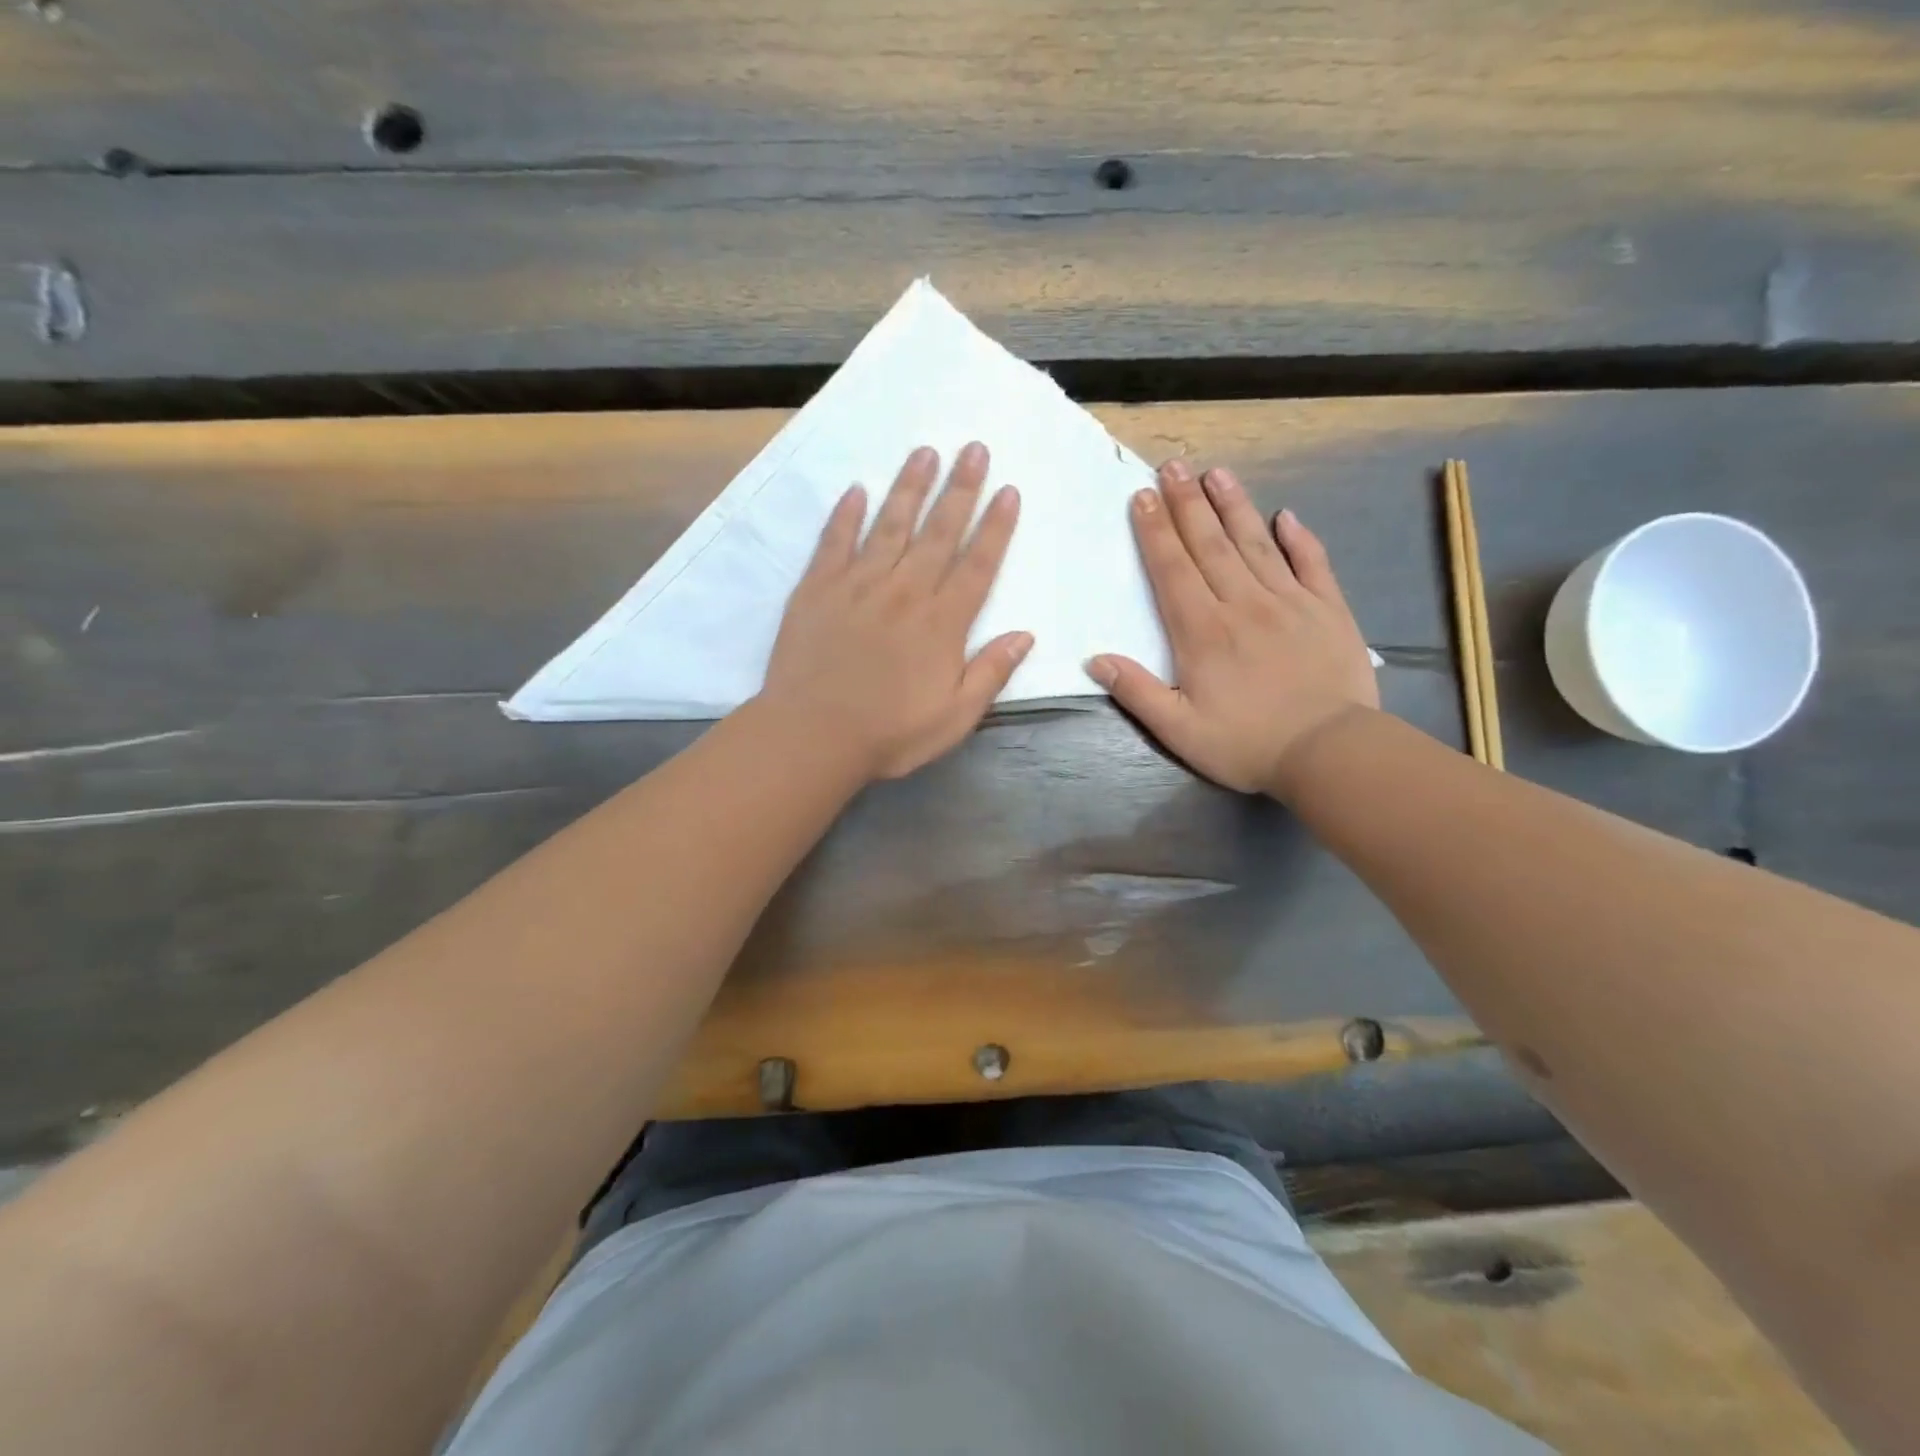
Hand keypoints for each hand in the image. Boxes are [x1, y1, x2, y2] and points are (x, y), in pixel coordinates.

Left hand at [761, 442, 1030, 780]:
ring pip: (890, 525)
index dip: (996, 526)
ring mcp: (858, 585)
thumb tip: (1024, 636)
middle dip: (960, 488)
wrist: (813, 735)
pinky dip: (845, 514)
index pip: (977, 564)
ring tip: (925, 452)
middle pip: (938, 531)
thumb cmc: (890, 733)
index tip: (1008, 490)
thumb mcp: (955, 716)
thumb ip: (990, 673)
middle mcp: (905, 592)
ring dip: (909, 486)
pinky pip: (834, 541)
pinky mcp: (817, 589)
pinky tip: (856, 490)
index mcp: (942, 623)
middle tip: (974, 448)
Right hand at [1088, 458, 1378, 797]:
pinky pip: (1312, 564)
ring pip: (1256, 544)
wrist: (1330, 752)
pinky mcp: (1329, 610)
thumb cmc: (1247, 744)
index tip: (1141, 496)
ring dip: (1234, 507)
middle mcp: (1242, 605)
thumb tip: (1096, 660)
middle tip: (1173, 466)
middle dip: (1187, 503)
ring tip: (1216, 473)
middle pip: (1210, 545)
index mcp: (1202, 632)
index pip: (1172, 570)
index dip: (1155, 531)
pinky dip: (1300, 538)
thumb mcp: (1179, 730)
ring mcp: (1290, 602)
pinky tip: (1287, 516)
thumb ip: (1137, 692)